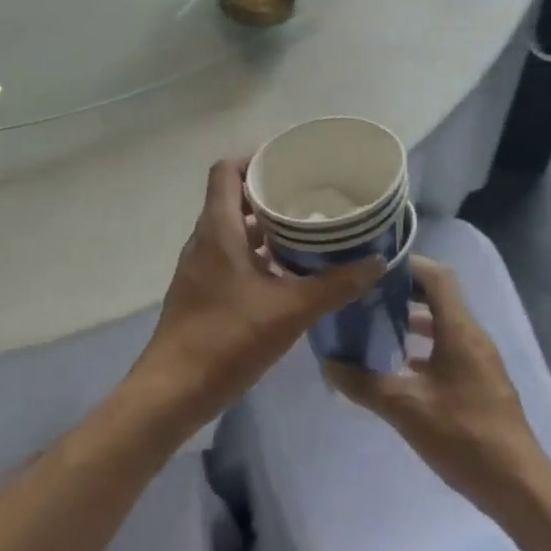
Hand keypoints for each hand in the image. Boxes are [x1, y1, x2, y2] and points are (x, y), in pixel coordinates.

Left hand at [127, 159, 384, 432]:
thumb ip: (335, 285)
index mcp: (218, 230)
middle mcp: (204, 241)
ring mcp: (200, 268)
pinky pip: (230, 257)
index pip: (226, 171)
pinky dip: (257, 255)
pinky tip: (287, 274)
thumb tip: (376, 262)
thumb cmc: (227, 339)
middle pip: (232, 199)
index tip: (288, 162)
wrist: (174, 391)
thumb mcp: (290, 310)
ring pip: (233, 231)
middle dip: (270, 193)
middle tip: (310, 196)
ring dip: (265, 227)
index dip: (254, 159)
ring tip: (306, 231)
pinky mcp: (202, 292)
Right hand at [324, 255, 547, 512]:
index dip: (407, 264)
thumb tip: (329, 363)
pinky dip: (423, 347)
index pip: (437, 276)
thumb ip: (364, 383)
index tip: (372, 269)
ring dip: (411, 320)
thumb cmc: (463, 436)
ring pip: (443, 324)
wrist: (517, 485)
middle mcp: (472, 336)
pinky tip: (398, 367)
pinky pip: (447, 348)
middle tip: (366, 296)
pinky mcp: (479, 382)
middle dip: (404, 292)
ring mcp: (478, 360)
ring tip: (375, 327)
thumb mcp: (405, 408)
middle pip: (439, 296)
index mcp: (460, 330)